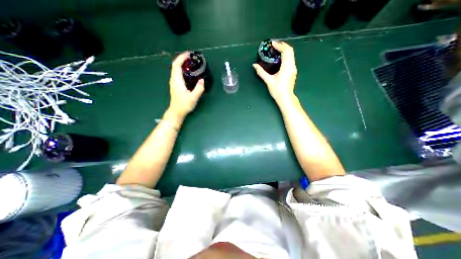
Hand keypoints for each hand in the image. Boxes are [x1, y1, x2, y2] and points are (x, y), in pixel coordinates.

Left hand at [169, 51, 203, 117]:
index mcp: (177, 81)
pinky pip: (178, 74)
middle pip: (175, 66)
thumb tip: (202, 80)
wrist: (176, 112)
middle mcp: (174, 80)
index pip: (177, 65)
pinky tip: (189, 72)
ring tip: (191, 63)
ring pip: (176, 70)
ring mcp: (174, 83)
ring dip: (182, 64)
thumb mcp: (193, 98)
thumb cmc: (184, 105)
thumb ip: (198, 89)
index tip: (188, 54)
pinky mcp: (175, 86)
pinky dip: (182, 70)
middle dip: (182, 59)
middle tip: (191, 57)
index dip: (182, 58)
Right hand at [253, 40, 296, 106]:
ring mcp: (293, 68)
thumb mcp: (268, 81)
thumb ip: (261, 72)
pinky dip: (285, 55)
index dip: (279, 45)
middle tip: (273, 46)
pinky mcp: (292, 71)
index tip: (272, 43)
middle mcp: (292, 66)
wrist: (286, 98)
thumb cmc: (278, 90)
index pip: (286, 51)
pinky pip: (290, 59)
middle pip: (290, 51)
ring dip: (284, 50)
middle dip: (282, 46)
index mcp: (286, 67)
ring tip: (275, 50)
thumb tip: (254, 65)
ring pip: (291, 55)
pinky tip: (279, 58)